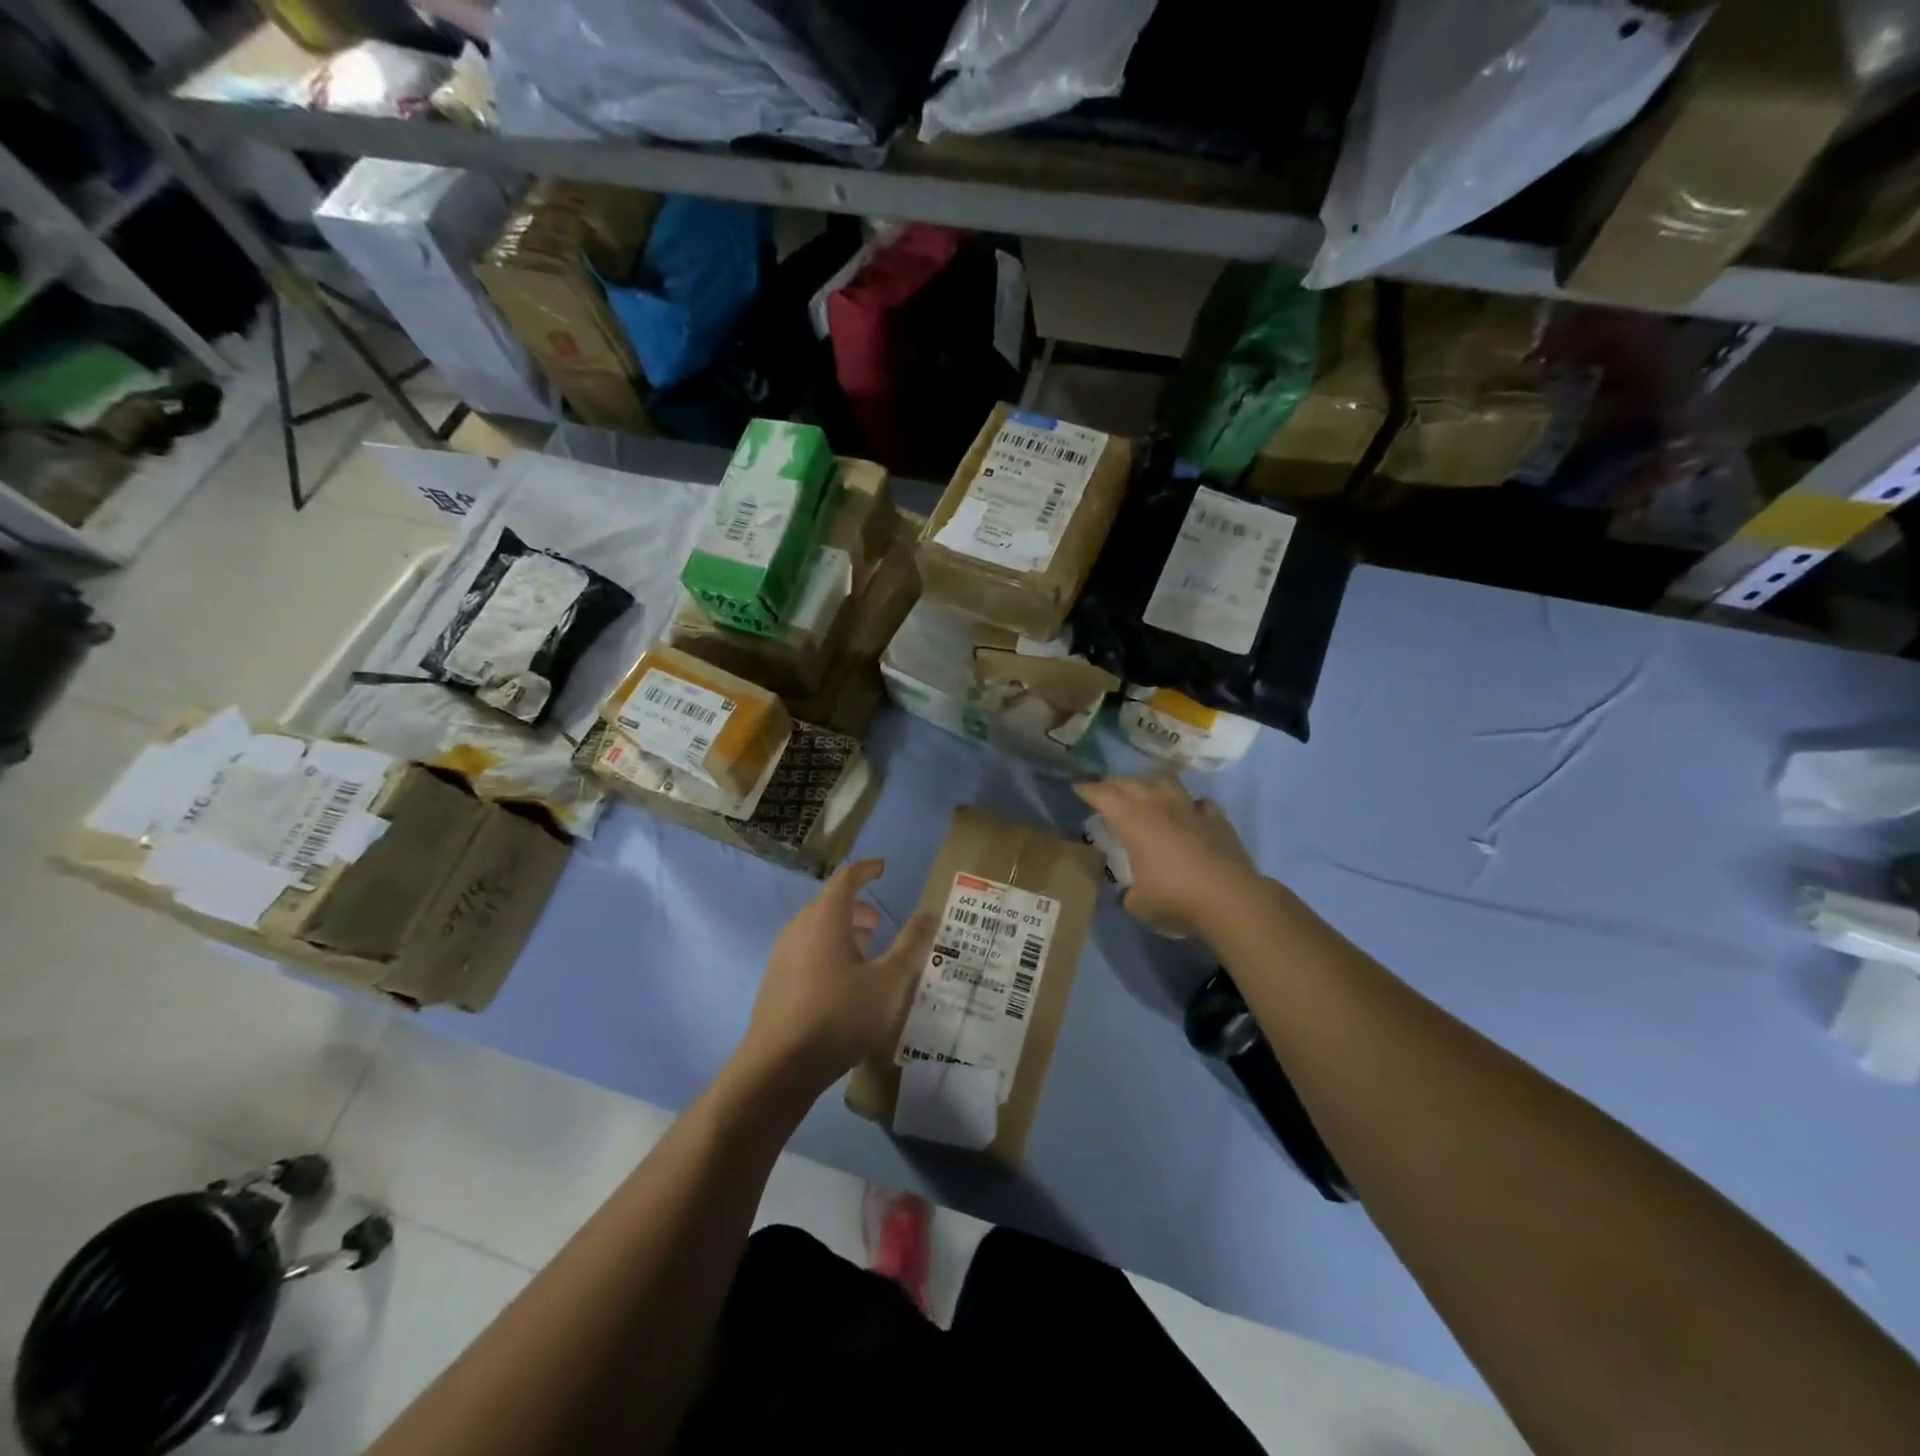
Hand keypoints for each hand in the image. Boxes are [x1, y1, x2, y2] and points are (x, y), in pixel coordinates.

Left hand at [739, 860, 937, 1095]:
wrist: (779, 1066)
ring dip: (842, 933)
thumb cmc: (840, 1015)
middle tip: (880, 922)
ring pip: (816, 931)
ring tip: (867, 952)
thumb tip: (930, 913)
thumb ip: (911, 945)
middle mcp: (799, 928)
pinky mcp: (775, 983)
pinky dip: (828, 952)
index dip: (866, 870)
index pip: (846, 879)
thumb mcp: (889, 982)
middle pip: (829, 905)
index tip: (882, 867)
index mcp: (825, 918)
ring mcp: (782, 956)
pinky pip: (806, 952)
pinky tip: (843, 983)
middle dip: (856, 908)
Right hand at [1075, 776, 1261, 937]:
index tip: (1077, 788)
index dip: (1087, 790)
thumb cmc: (1175, 898)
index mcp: (1132, 820)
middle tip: (1105, 790)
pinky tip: (1188, 816)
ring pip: (1166, 781)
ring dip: (1151, 784)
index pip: (1102, 795)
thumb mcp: (1137, 903)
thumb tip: (1128, 892)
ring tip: (1146, 794)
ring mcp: (1190, 808)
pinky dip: (1189, 806)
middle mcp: (1159, 805)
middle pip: (1130, 782)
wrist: (1230, 899)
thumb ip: (1127, 893)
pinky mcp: (1217, 819)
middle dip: (1113, 783)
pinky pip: (1198, 803)